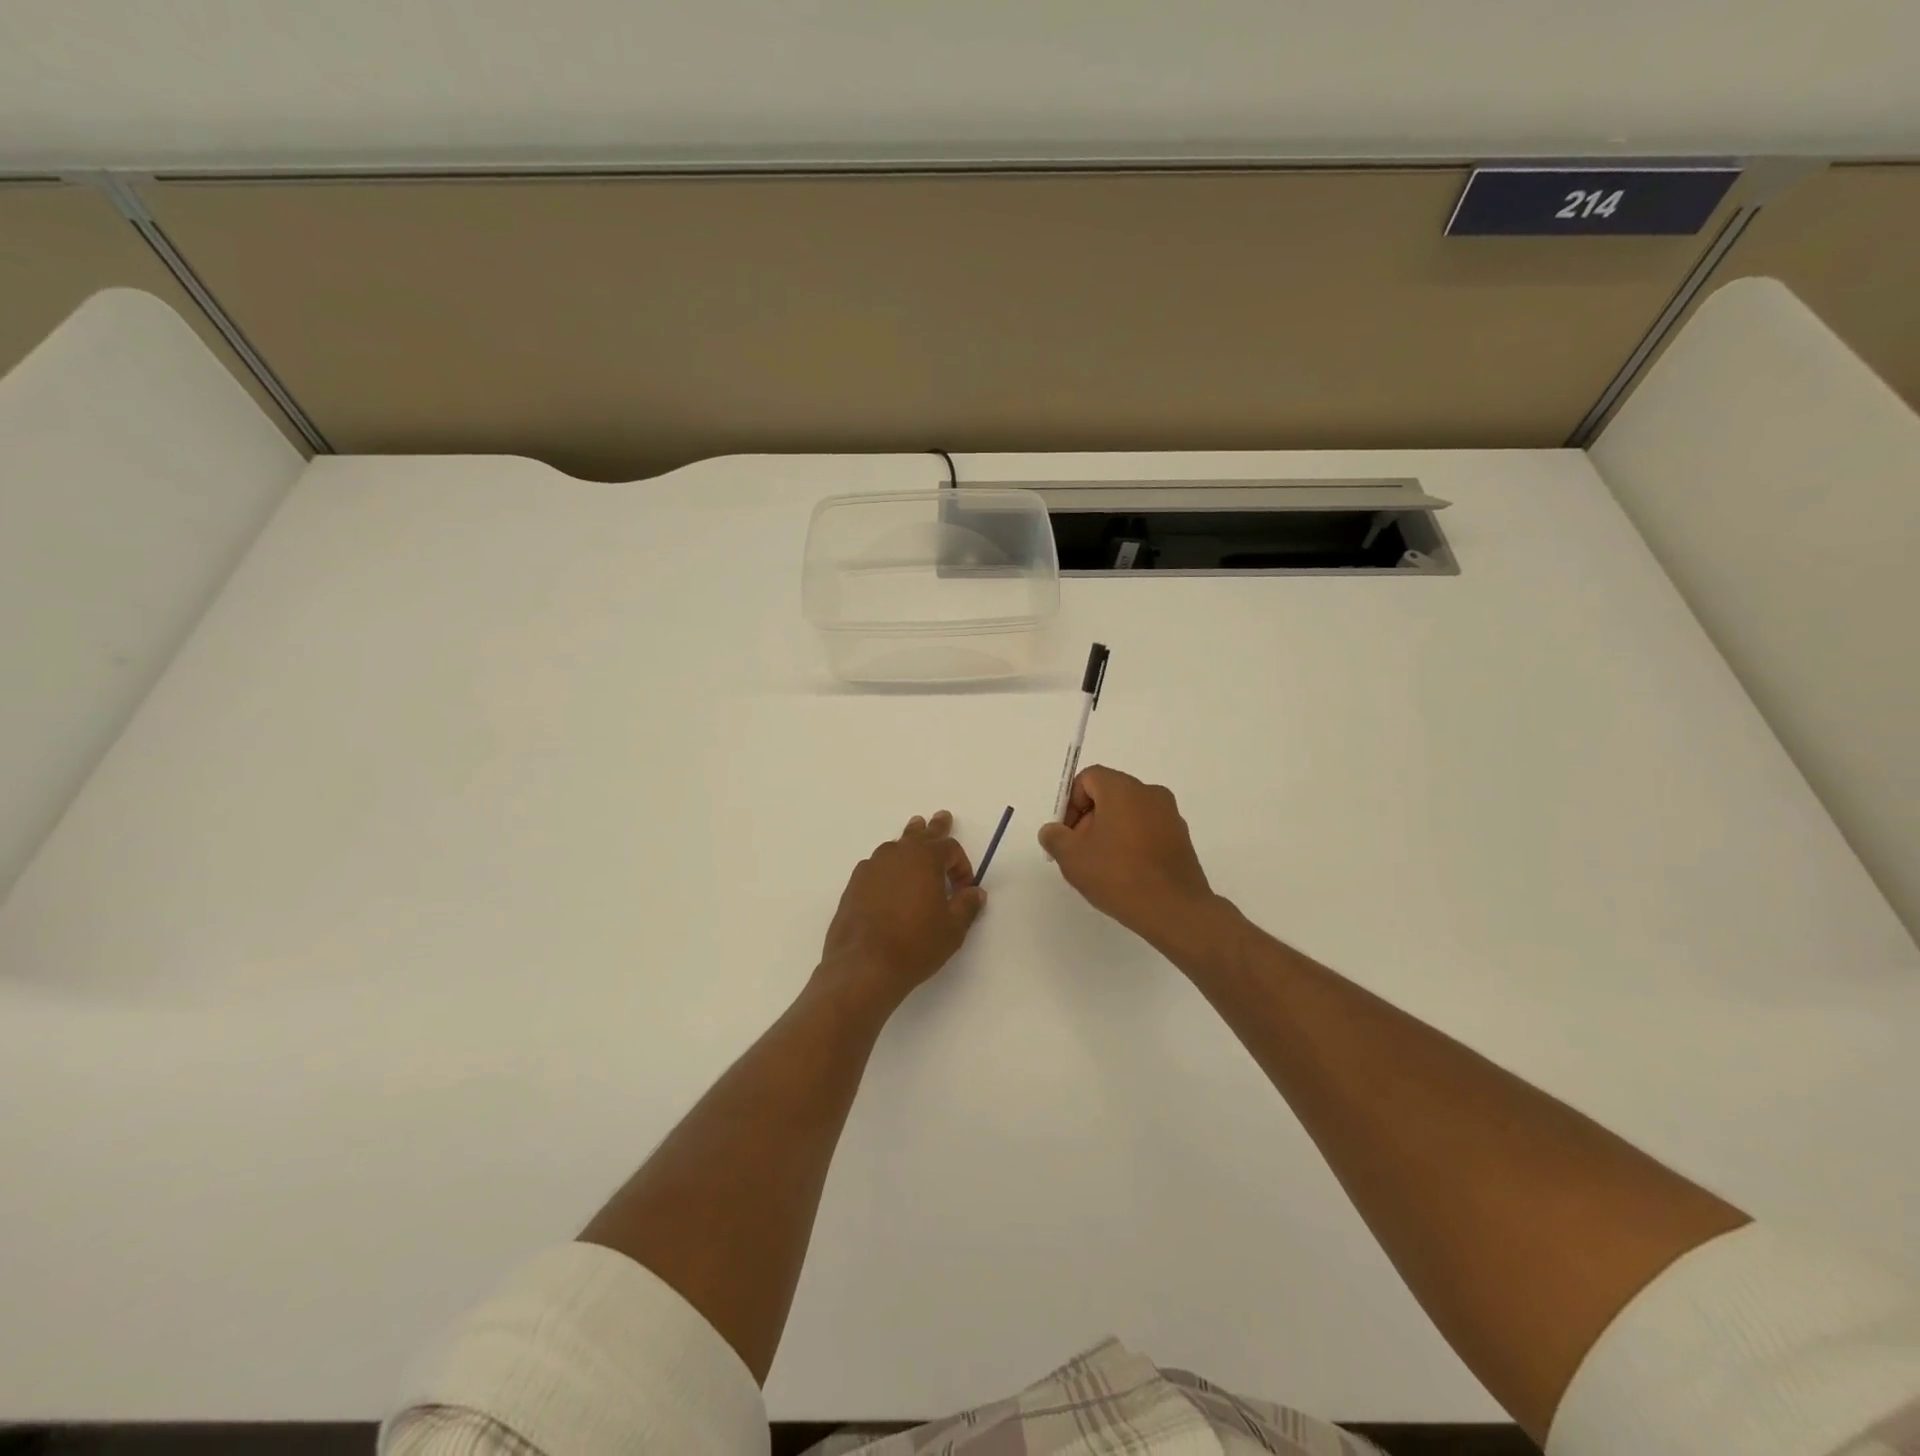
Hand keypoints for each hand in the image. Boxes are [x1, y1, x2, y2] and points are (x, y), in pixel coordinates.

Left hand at [819, 811, 986, 1011]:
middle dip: (934, 828)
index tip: (964, 889)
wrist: (863, 965)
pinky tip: (889, 879)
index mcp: (925, 858)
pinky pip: (877, 866)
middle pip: (920, 834)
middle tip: (942, 817)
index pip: (950, 848)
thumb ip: (967, 906)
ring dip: (909, 843)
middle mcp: (897, 854)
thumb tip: (975, 892)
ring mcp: (871, 867)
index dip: (962, 866)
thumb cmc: (915, 944)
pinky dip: (889, 867)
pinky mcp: (854, 884)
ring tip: (914, 836)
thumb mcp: (952, 928)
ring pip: (896, 846)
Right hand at [1037, 766, 1218, 951]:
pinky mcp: (1181, 837)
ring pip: (1128, 813)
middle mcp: (1150, 793)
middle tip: (1080, 852)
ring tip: (1102, 866)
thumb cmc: (1119, 875)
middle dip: (1088, 819)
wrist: (1174, 910)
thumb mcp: (1072, 857)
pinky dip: (1132, 842)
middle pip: (1109, 794)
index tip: (1067, 835)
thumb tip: (1053, 831)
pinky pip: (1147, 829)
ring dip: (1110, 832)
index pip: (1088, 778)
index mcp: (1123, 789)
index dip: (1070, 803)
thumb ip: (1054, 837)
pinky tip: (1126, 873)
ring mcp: (1170, 815)